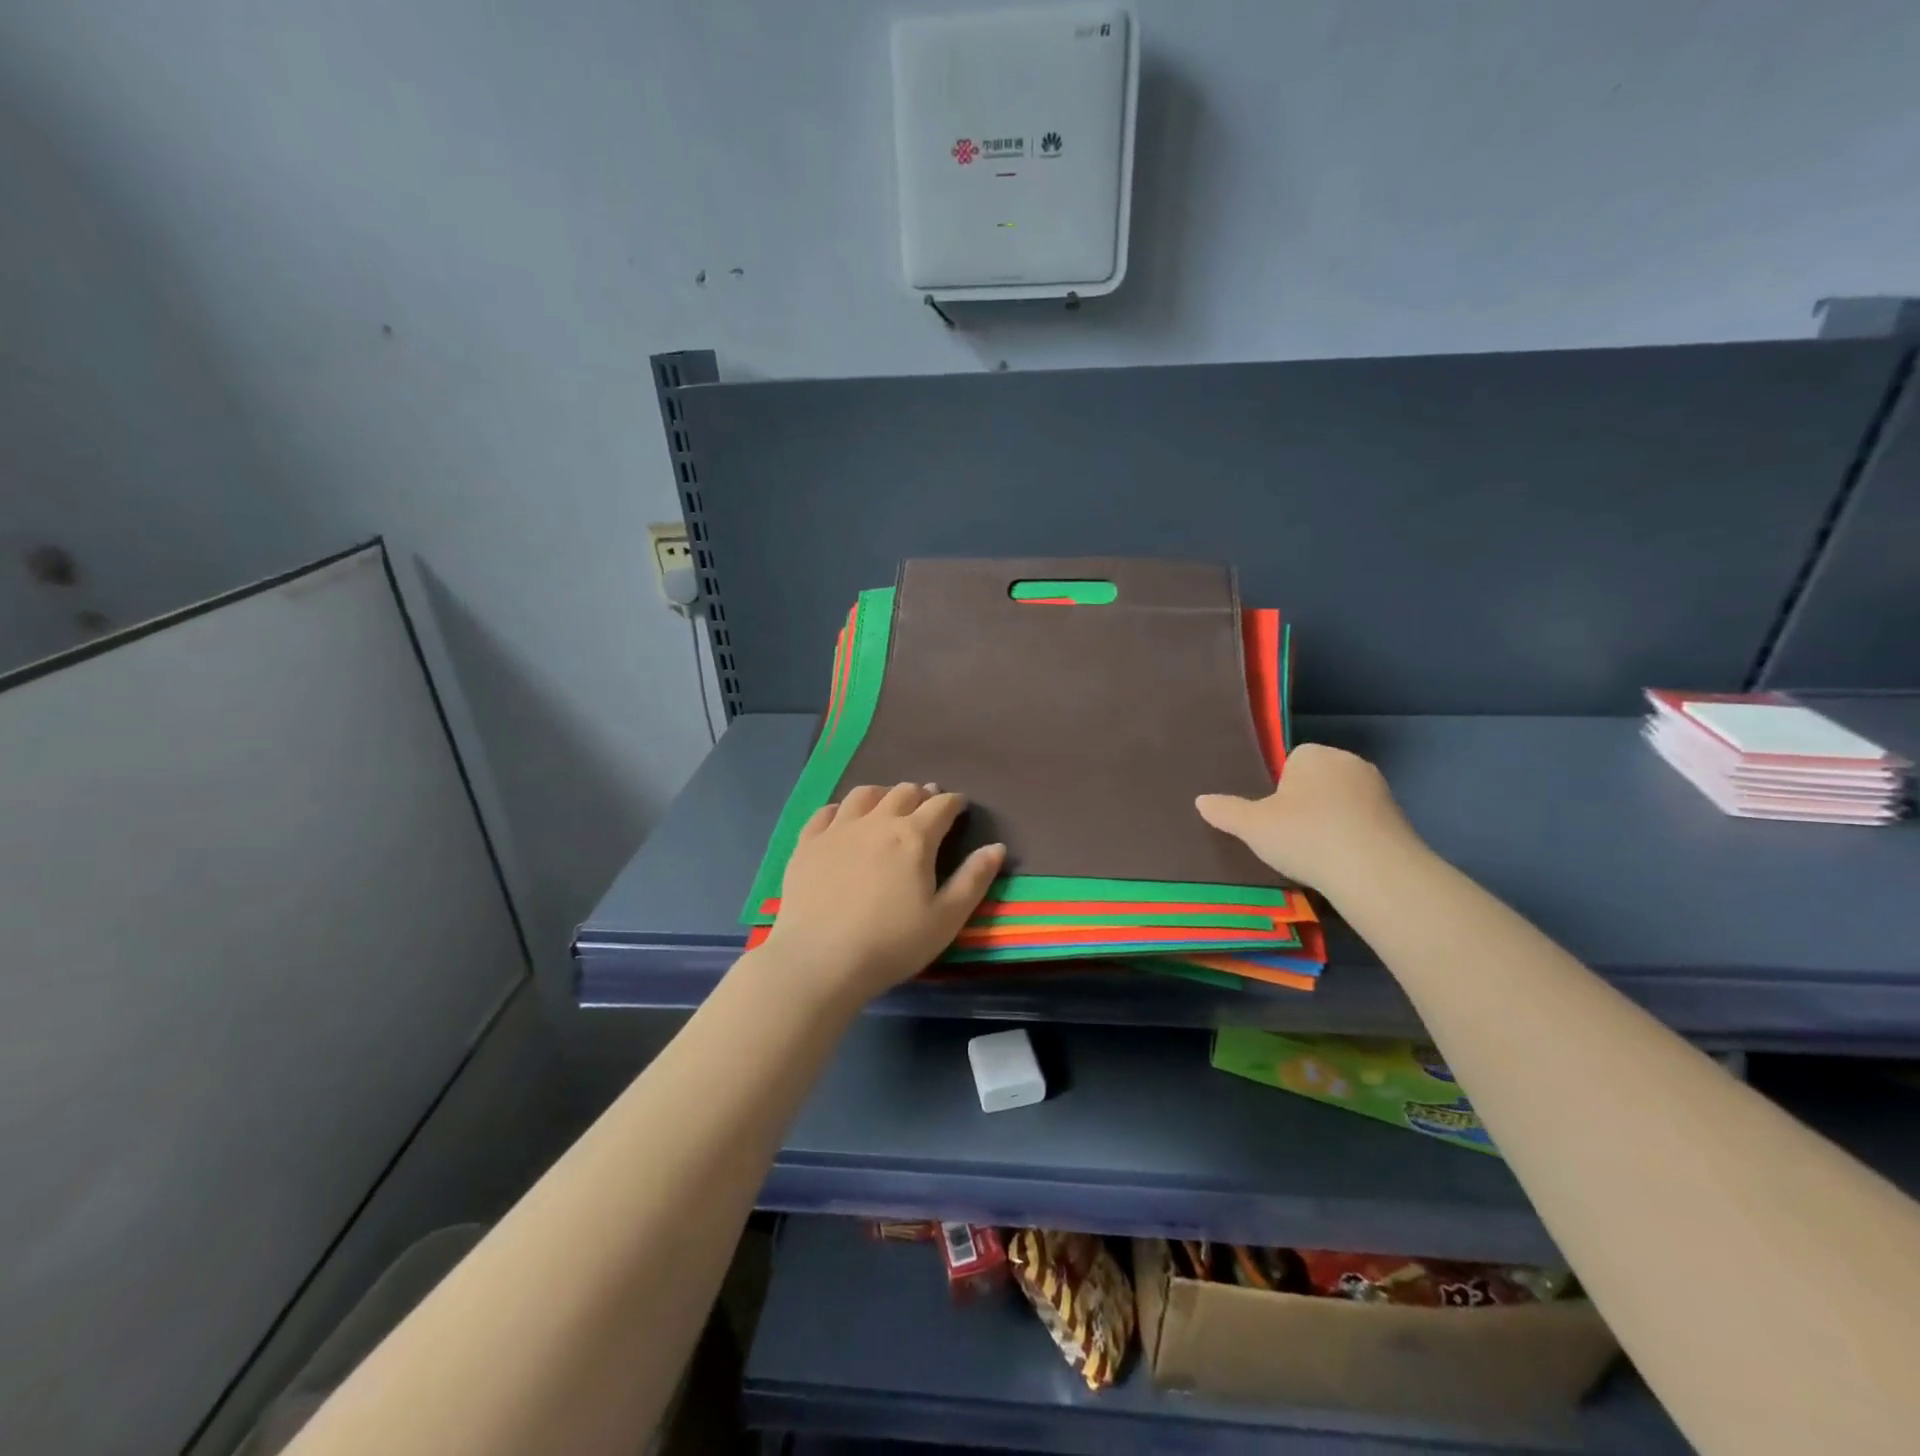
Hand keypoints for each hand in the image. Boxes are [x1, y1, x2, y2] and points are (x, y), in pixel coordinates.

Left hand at [760, 783, 1005, 1007]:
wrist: (820, 961)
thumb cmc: (891, 944)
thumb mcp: (946, 919)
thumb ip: (974, 879)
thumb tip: (996, 847)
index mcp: (914, 837)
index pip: (941, 806)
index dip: (954, 802)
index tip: (960, 806)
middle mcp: (877, 822)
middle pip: (903, 792)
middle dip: (921, 794)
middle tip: (927, 805)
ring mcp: (838, 829)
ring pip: (864, 794)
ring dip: (883, 794)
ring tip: (888, 805)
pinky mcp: (807, 843)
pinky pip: (826, 812)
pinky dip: (841, 809)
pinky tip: (843, 819)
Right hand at [1196, 743, 1421, 894]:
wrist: (1375, 871)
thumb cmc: (1305, 836)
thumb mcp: (1252, 826)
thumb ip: (1226, 811)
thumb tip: (1201, 801)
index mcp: (1313, 754)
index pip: (1291, 762)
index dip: (1279, 789)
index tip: (1273, 817)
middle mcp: (1349, 762)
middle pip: (1317, 780)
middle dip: (1306, 803)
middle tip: (1290, 836)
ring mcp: (1379, 790)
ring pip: (1342, 802)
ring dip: (1330, 821)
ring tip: (1315, 853)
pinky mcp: (1399, 818)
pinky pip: (1364, 822)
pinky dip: (1353, 837)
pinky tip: (1341, 862)